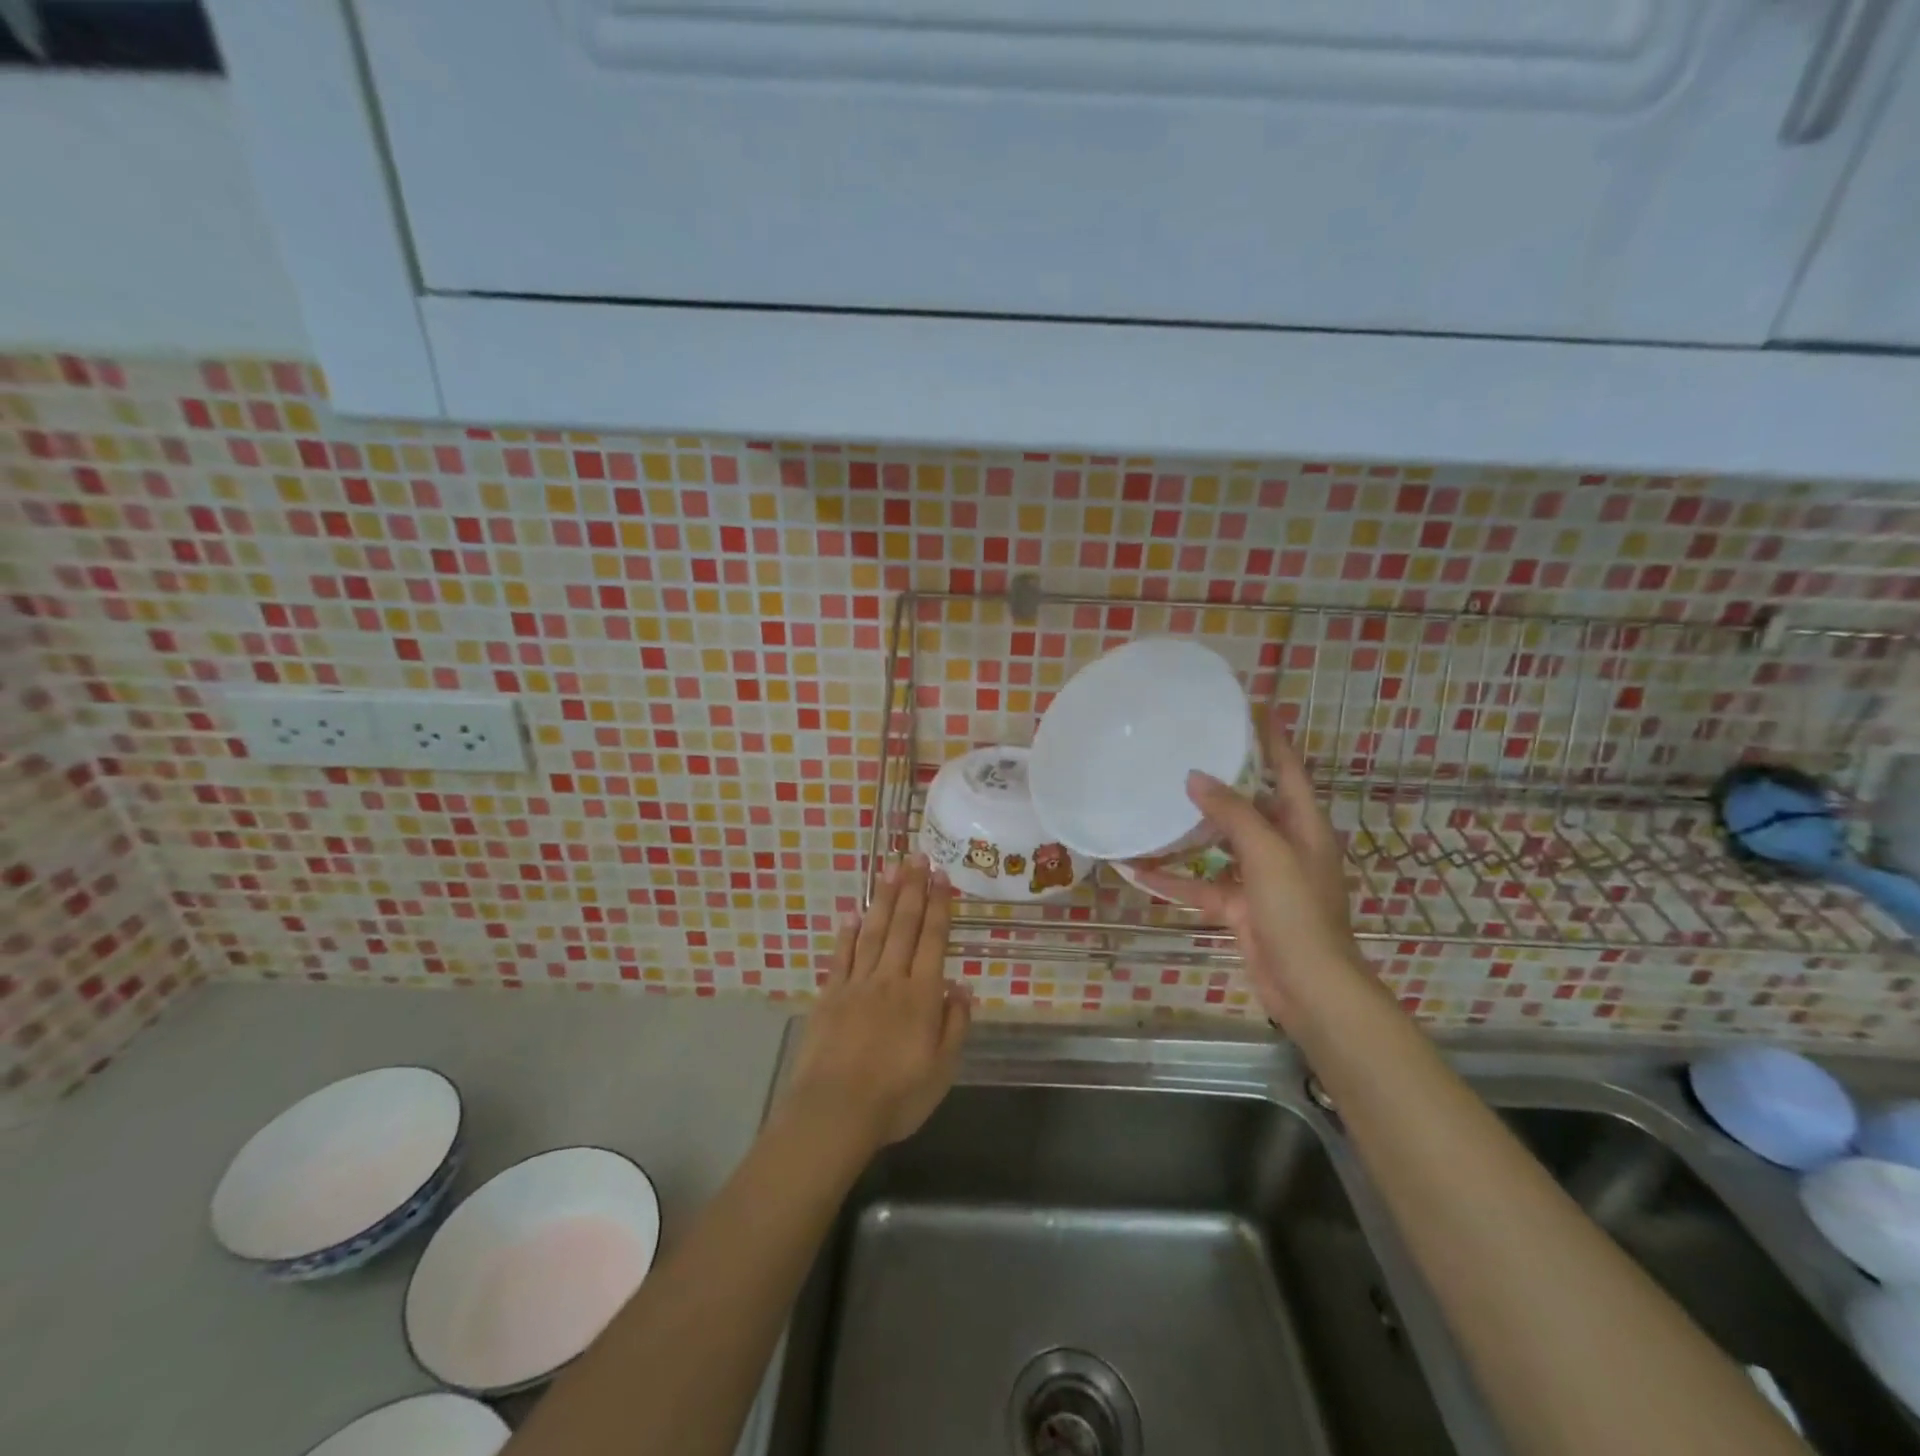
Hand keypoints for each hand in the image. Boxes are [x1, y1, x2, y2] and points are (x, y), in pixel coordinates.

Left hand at [782, 855, 971, 1154]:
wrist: (834, 1113)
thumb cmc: (896, 1097)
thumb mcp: (942, 1070)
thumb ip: (954, 1025)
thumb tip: (961, 986)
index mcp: (921, 996)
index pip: (933, 940)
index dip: (939, 906)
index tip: (942, 876)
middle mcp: (890, 980)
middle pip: (903, 926)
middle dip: (912, 888)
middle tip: (917, 856)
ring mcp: (856, 985)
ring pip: (873, 932)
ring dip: (883, 899)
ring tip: (890, 869)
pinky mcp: (829, 997)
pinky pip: (841, 957)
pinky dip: (847, 934)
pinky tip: (852, 915)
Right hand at [1134, 715, 1369, 1030]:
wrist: (1308, 987)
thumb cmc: (1297, 912)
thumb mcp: (1268, 854)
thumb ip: (1233, 814)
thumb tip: (1196, 777)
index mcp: (1303, 826)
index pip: (1287, 770)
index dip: (1272, 739)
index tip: (1250, 708)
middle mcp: (1283, 846)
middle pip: (1251, 804)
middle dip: (1221, 781)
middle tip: (1186, 752)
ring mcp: (1260, 879)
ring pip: (1219, 845)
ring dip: (1189, 832)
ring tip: (1155, 803)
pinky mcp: (1239, 908)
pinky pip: (1200, 886)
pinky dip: (1173, 880)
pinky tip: (1137, 869)